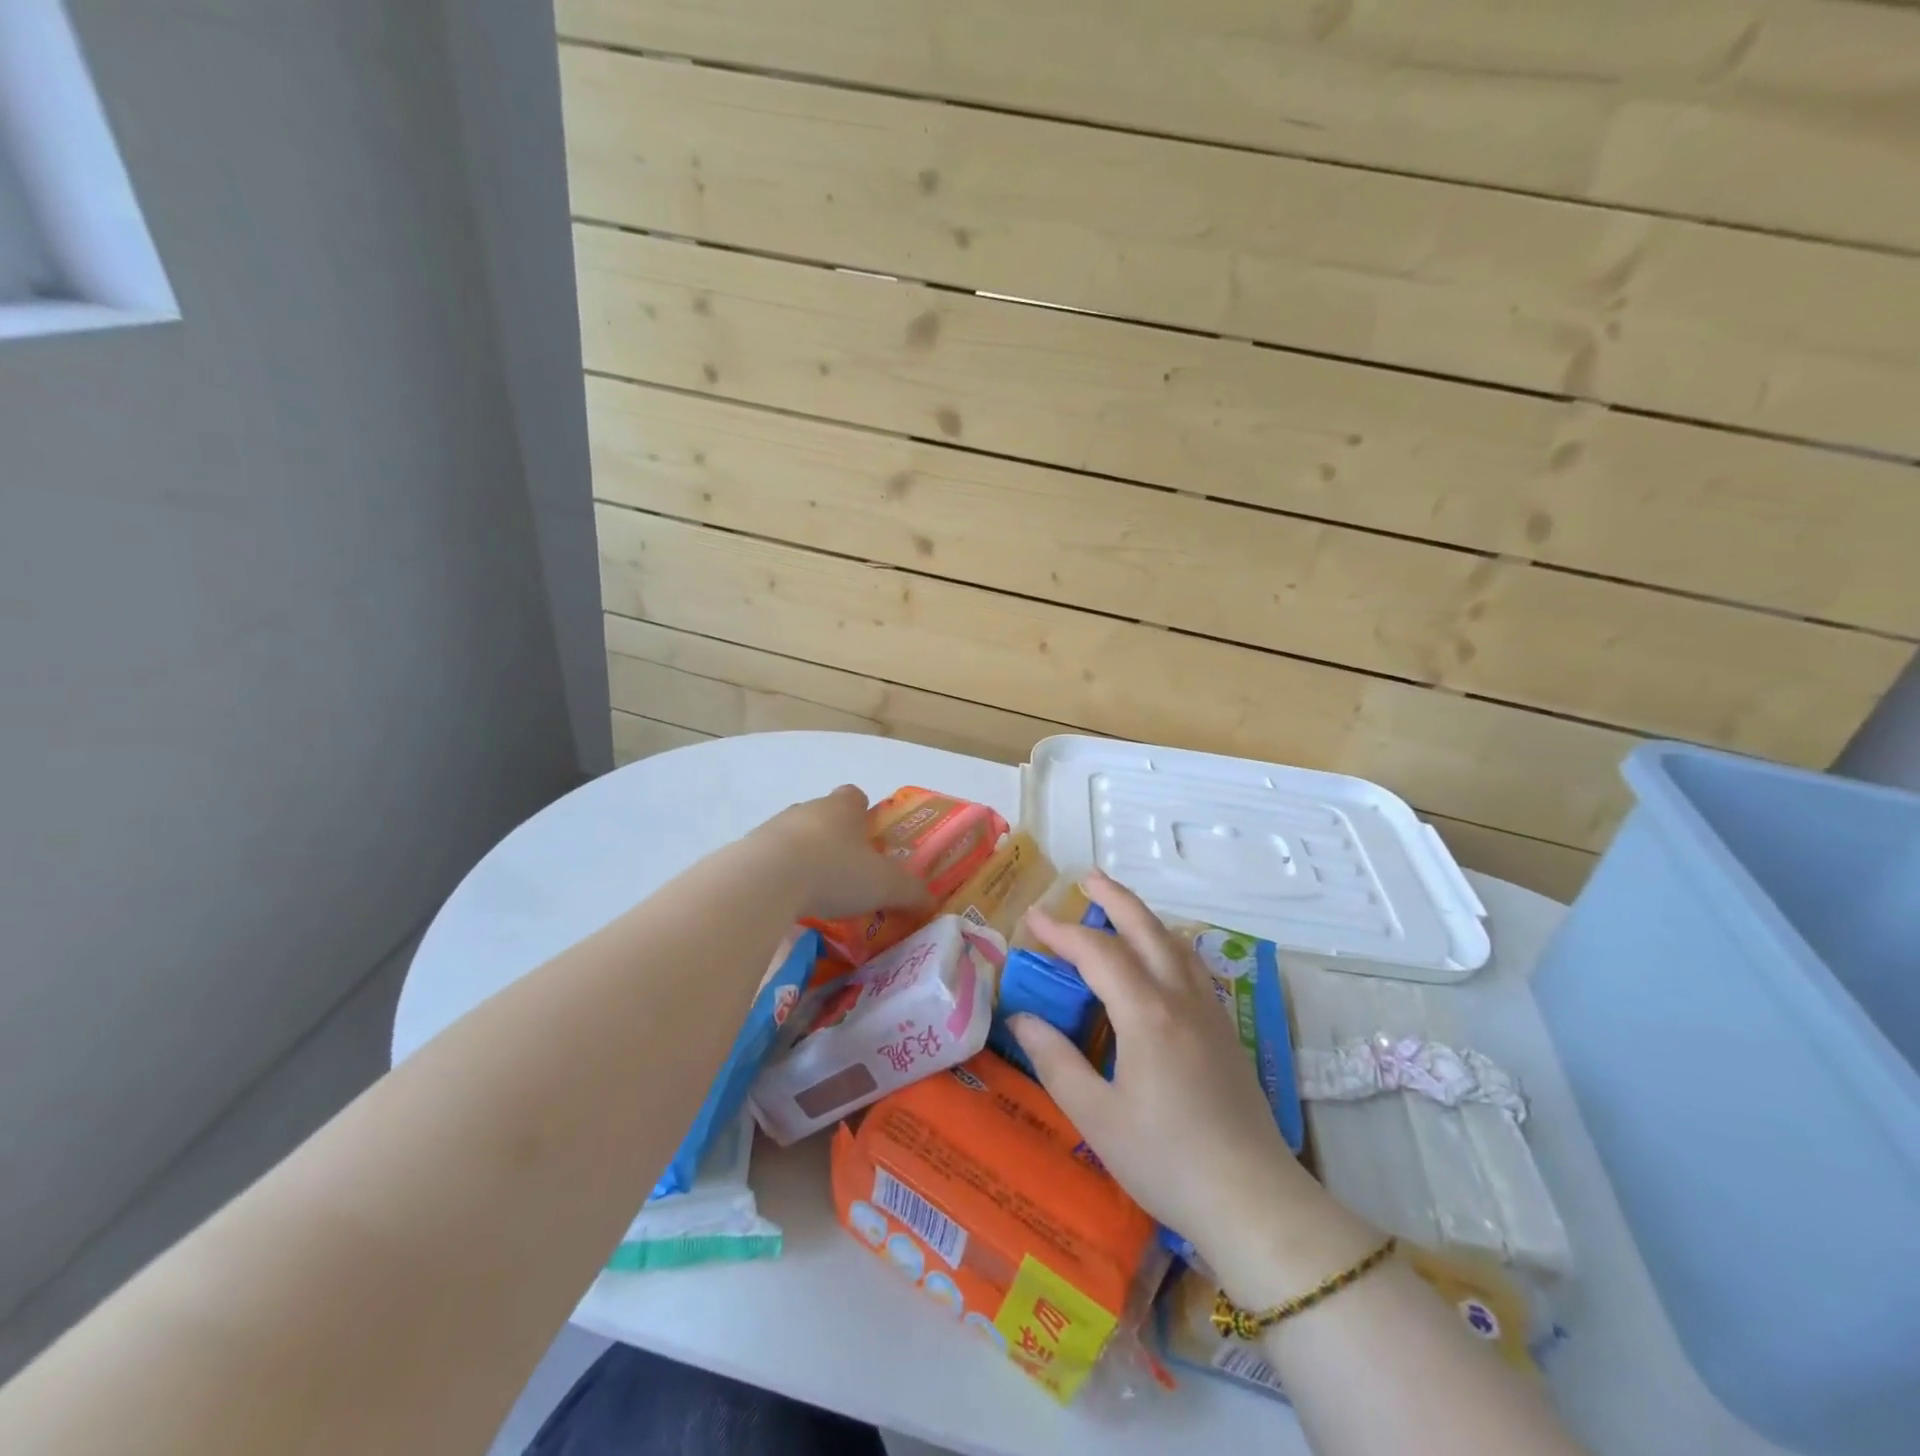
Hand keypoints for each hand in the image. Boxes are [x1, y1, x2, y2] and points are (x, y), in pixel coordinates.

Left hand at [755, 785, 932, 921]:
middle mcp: (808, 809)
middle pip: (823, 816)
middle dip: (834, 838)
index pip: (855, 796)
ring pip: (794, 837)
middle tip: (847, 871)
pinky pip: (769, 861)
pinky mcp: (747, 851)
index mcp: (843, 808)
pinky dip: (779, 877)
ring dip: (804, 857)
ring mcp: (773, 828)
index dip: (863, 813)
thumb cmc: (835, 871)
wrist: (767, 880)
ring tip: (815, 893)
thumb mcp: (886, 885)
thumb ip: (911, 892)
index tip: (869, 837)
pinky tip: (787, 903)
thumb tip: (931, 903)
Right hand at [1011, 872, 1371, 1293]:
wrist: (1252, 1199)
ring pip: (1175, 944)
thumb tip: (1021, 1017)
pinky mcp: (1225, 1031)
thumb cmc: (1166, 1159)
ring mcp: (1209, 1012)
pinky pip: (1192, 966)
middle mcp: (1180, 998)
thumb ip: (1055, 1060)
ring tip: (1120, 908)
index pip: (1097, 953)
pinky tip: (1161, 959)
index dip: (1062, 931)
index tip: (1032, 919)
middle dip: (1114, 898)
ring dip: (1144, 918)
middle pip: (1146, 929)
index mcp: (1146, 1013)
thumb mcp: (1096, 1116)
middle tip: (1086, 878)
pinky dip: (1168, 944)